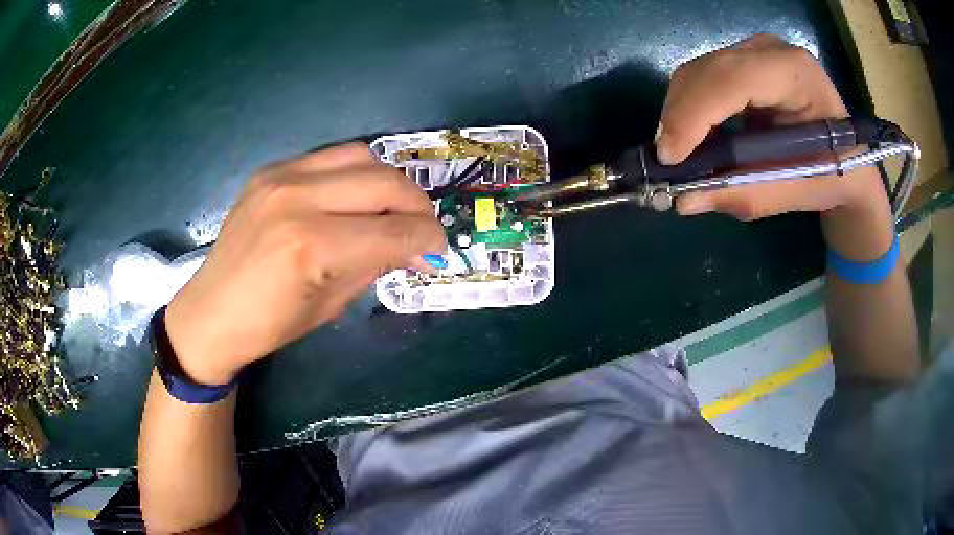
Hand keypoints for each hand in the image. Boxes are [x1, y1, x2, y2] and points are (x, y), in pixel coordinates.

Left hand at [164, 144, 445, 384]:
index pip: (394, 230)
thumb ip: (375, 265)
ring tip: (390, 209)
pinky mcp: (271, 170)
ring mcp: (281, 177)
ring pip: (362, 157)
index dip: (428, 240)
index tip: (438, 251)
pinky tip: (352, 198)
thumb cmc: (269, 325)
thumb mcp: (331, 304)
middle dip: (417, 207)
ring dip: (387, 183)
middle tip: (422, 230)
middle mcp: (298, 199)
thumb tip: (414, 248)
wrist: (211, 312)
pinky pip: (330, 157)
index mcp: (312, 246)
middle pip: (385, 183)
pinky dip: (354, 175)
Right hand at [657, 34, 888, 220]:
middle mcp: (771, 50)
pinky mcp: (744, 60)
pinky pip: (704, 78)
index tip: (670, 159)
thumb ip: (746, 194)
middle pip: (707, 71)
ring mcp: (755, 50)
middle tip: (669, 162)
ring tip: (681, 153)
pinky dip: (691, 108)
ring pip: (698, 72)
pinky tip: (695, 136)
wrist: (850, 157)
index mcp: (796, 73)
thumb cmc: (833, 175)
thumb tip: (684, 200)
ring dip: (681, 113)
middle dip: (680, 116)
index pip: (732, 79)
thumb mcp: (796, 192)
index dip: (695, 115)